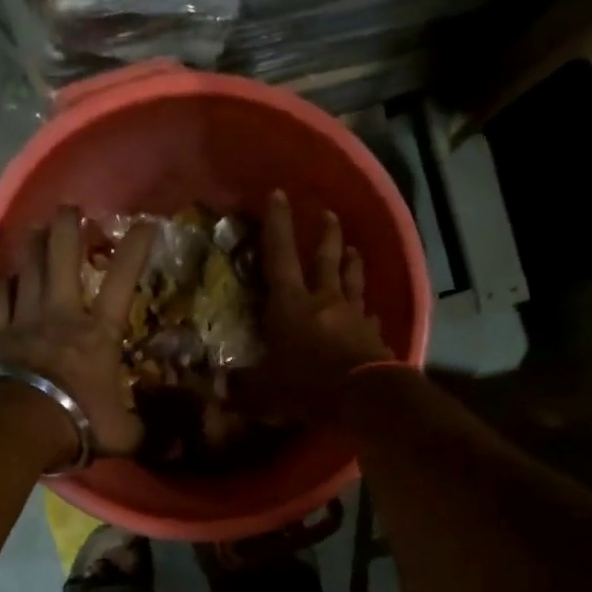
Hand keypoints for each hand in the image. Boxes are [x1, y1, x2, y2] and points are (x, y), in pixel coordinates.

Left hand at [0, 209, 154, 467]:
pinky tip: (6, 276)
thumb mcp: (123, 434)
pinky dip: (3, 283)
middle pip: (63, 257)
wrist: (16, 428)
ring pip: (27, 269)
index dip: (135, 250)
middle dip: (68, 228)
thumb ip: (147, 431)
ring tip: (36, 226)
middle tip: (71, 209)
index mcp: (98, 334)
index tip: (144, 225)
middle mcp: (61, 314)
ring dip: (33, 245)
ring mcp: (24, 320)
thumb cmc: (77, 423)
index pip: (122, 281)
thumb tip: (178, 445)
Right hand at [248, 193, 391, 419]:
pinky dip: (368, 313)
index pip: (280, 256)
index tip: (279, 195)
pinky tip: (371, 313)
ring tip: (354, 249)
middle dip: (326, 234)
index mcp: (291, 305)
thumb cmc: (309, 385)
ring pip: (353, 281)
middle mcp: (324, 301)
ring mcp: (353, 316)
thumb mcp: (266, 390)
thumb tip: (216, 387)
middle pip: (326, 260)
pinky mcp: (374, 335)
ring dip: (352, 263)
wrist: (364, 396)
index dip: (278, 225)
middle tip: (329, 213)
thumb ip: (242, 386)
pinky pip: (370, 317)